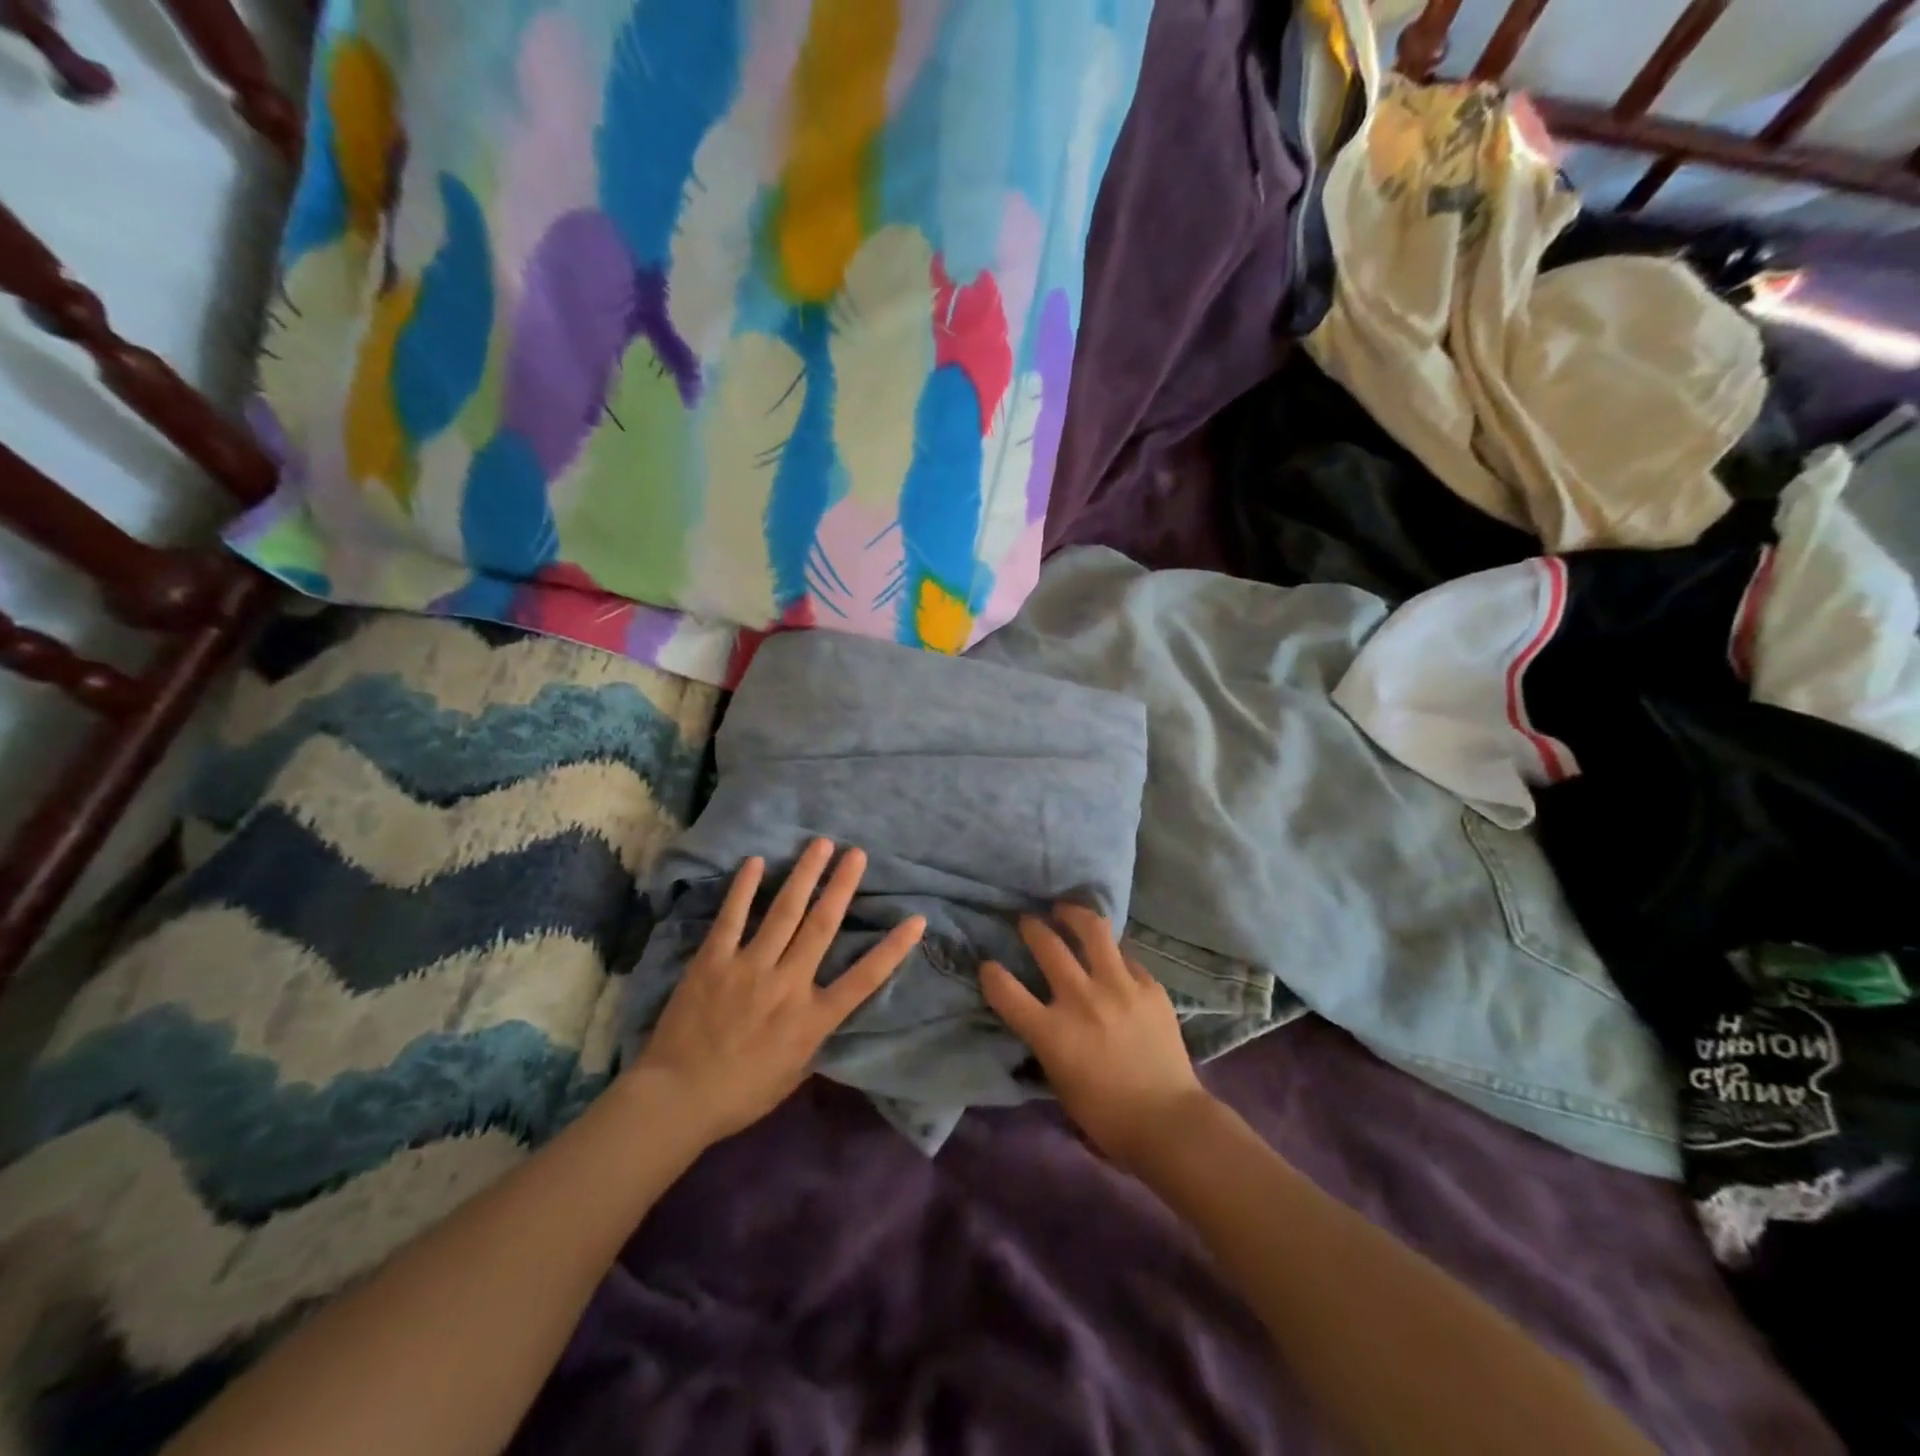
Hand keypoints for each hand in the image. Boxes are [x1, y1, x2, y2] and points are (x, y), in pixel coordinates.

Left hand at [630, 839, 924, 1145]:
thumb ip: (813, 1037)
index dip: (893, 949)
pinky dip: (744, 888)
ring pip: (784, 912)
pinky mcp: (714, 961)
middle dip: (842, 886)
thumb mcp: (794, 1074)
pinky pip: (732, 918)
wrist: (678, 1100)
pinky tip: (756, 862)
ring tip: (820, 844)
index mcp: (812, 1018)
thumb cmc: (741, 1094)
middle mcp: (787, 985)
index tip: (916, 920)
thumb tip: (825, 1011)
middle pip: (822, 926)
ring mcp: (749, 968)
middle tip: (857, 853)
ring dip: (804, 875)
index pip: (864, 979)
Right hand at [981, 904, 1212, 1171]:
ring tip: (1066, 911)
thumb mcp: (1058, 1079)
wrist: (1168, 1121)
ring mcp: (1119, 987)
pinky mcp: (1149, 986)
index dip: (990, 974)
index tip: (988, 966)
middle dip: (1031, 928)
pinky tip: (1110, 958)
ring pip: (1091, 929)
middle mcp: (1081, 1000)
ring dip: (1073, 915)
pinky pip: (1126, 957)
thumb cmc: (1106, 1115)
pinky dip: (1112, 955)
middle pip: (1047, 945)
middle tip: (1028, 922)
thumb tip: (1042, 1012)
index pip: (1005, 990)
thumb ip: (1046, 1039)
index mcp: (1052, 1032)